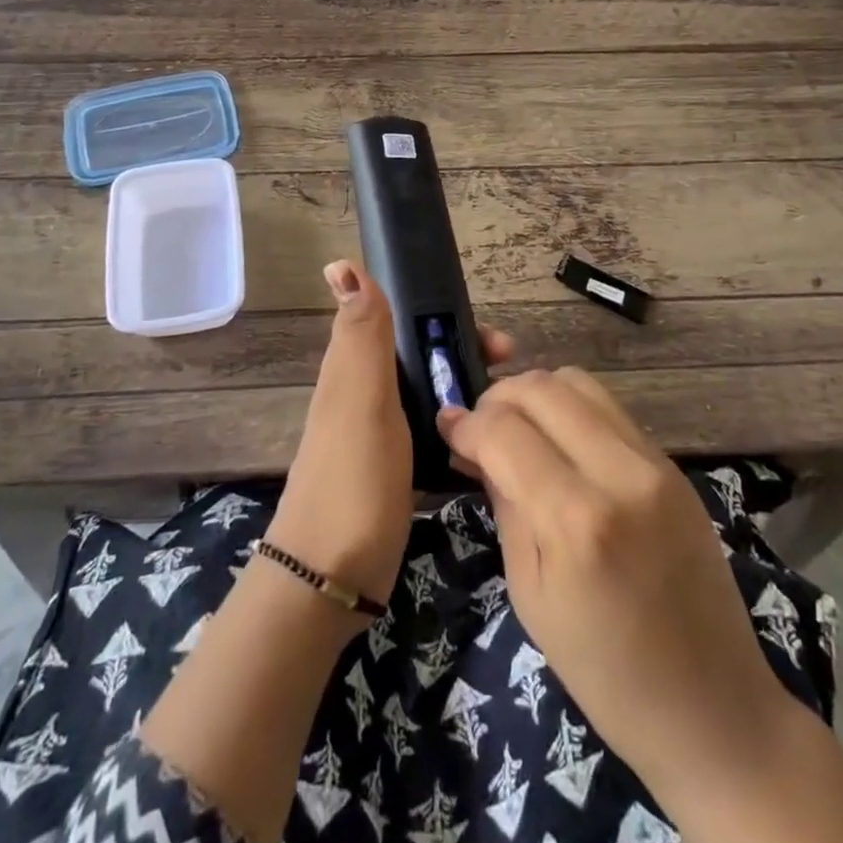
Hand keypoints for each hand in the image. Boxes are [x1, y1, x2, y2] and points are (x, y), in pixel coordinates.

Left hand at [267, 261, 512, 607]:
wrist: (330, 578)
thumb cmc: (353, 480)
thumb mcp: (361, 399)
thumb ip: (361, 334)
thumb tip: (340, 263)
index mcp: (355, 367)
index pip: (404, 320)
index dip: (447, 318)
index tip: (496, 340)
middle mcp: (365, 391)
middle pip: (422, 354)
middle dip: (467, 354)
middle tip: (513, 372)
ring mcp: (378, 431)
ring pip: (429, 391)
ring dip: (467, 388)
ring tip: (510, 407)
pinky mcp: (393, 467)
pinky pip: (432, 429)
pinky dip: (459, 425)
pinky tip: (487, 441)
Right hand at [436, 368, 786, 799]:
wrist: (716, 709)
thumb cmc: (606, 672)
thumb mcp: (531, 594)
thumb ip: (504, 503)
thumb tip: (473, 444)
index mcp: (576, 520)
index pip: (503, 431)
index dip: (465, 423)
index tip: (446, 429)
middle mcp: (619, 473)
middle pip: (541, 388)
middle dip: (497, 398)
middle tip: (479, 428)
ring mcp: (654, 463)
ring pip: (578, 381)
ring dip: (535, 394)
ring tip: (517, 427)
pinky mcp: (673, 465)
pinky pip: (609, 407)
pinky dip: (571, 408)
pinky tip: (558, 441)